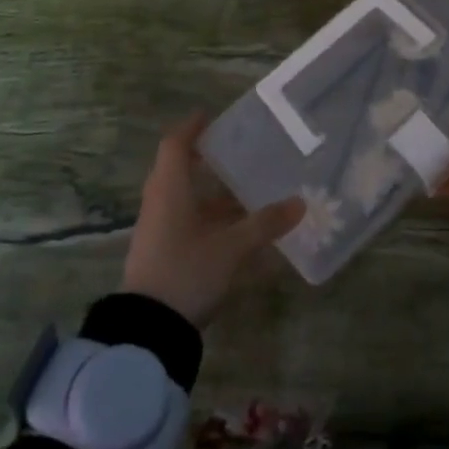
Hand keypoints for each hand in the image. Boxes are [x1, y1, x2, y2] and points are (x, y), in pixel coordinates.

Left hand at [121, 114, 304, 326]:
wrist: (147, 333)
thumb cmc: (186, 272)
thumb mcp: (231, 248)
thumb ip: (265, 224)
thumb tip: (300, 202)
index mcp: (170, 190)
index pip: (175, 145)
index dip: (191, 128)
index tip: (210, 116)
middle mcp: (160, 203)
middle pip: (177, 169)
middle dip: (204, 159)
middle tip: (236, 150)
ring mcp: (158, 231)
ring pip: (183, 198)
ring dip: (209, 192)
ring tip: (245, 188)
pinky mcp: (161, 254)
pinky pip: (185, 221)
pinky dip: (207, 216)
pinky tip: (234, 227)